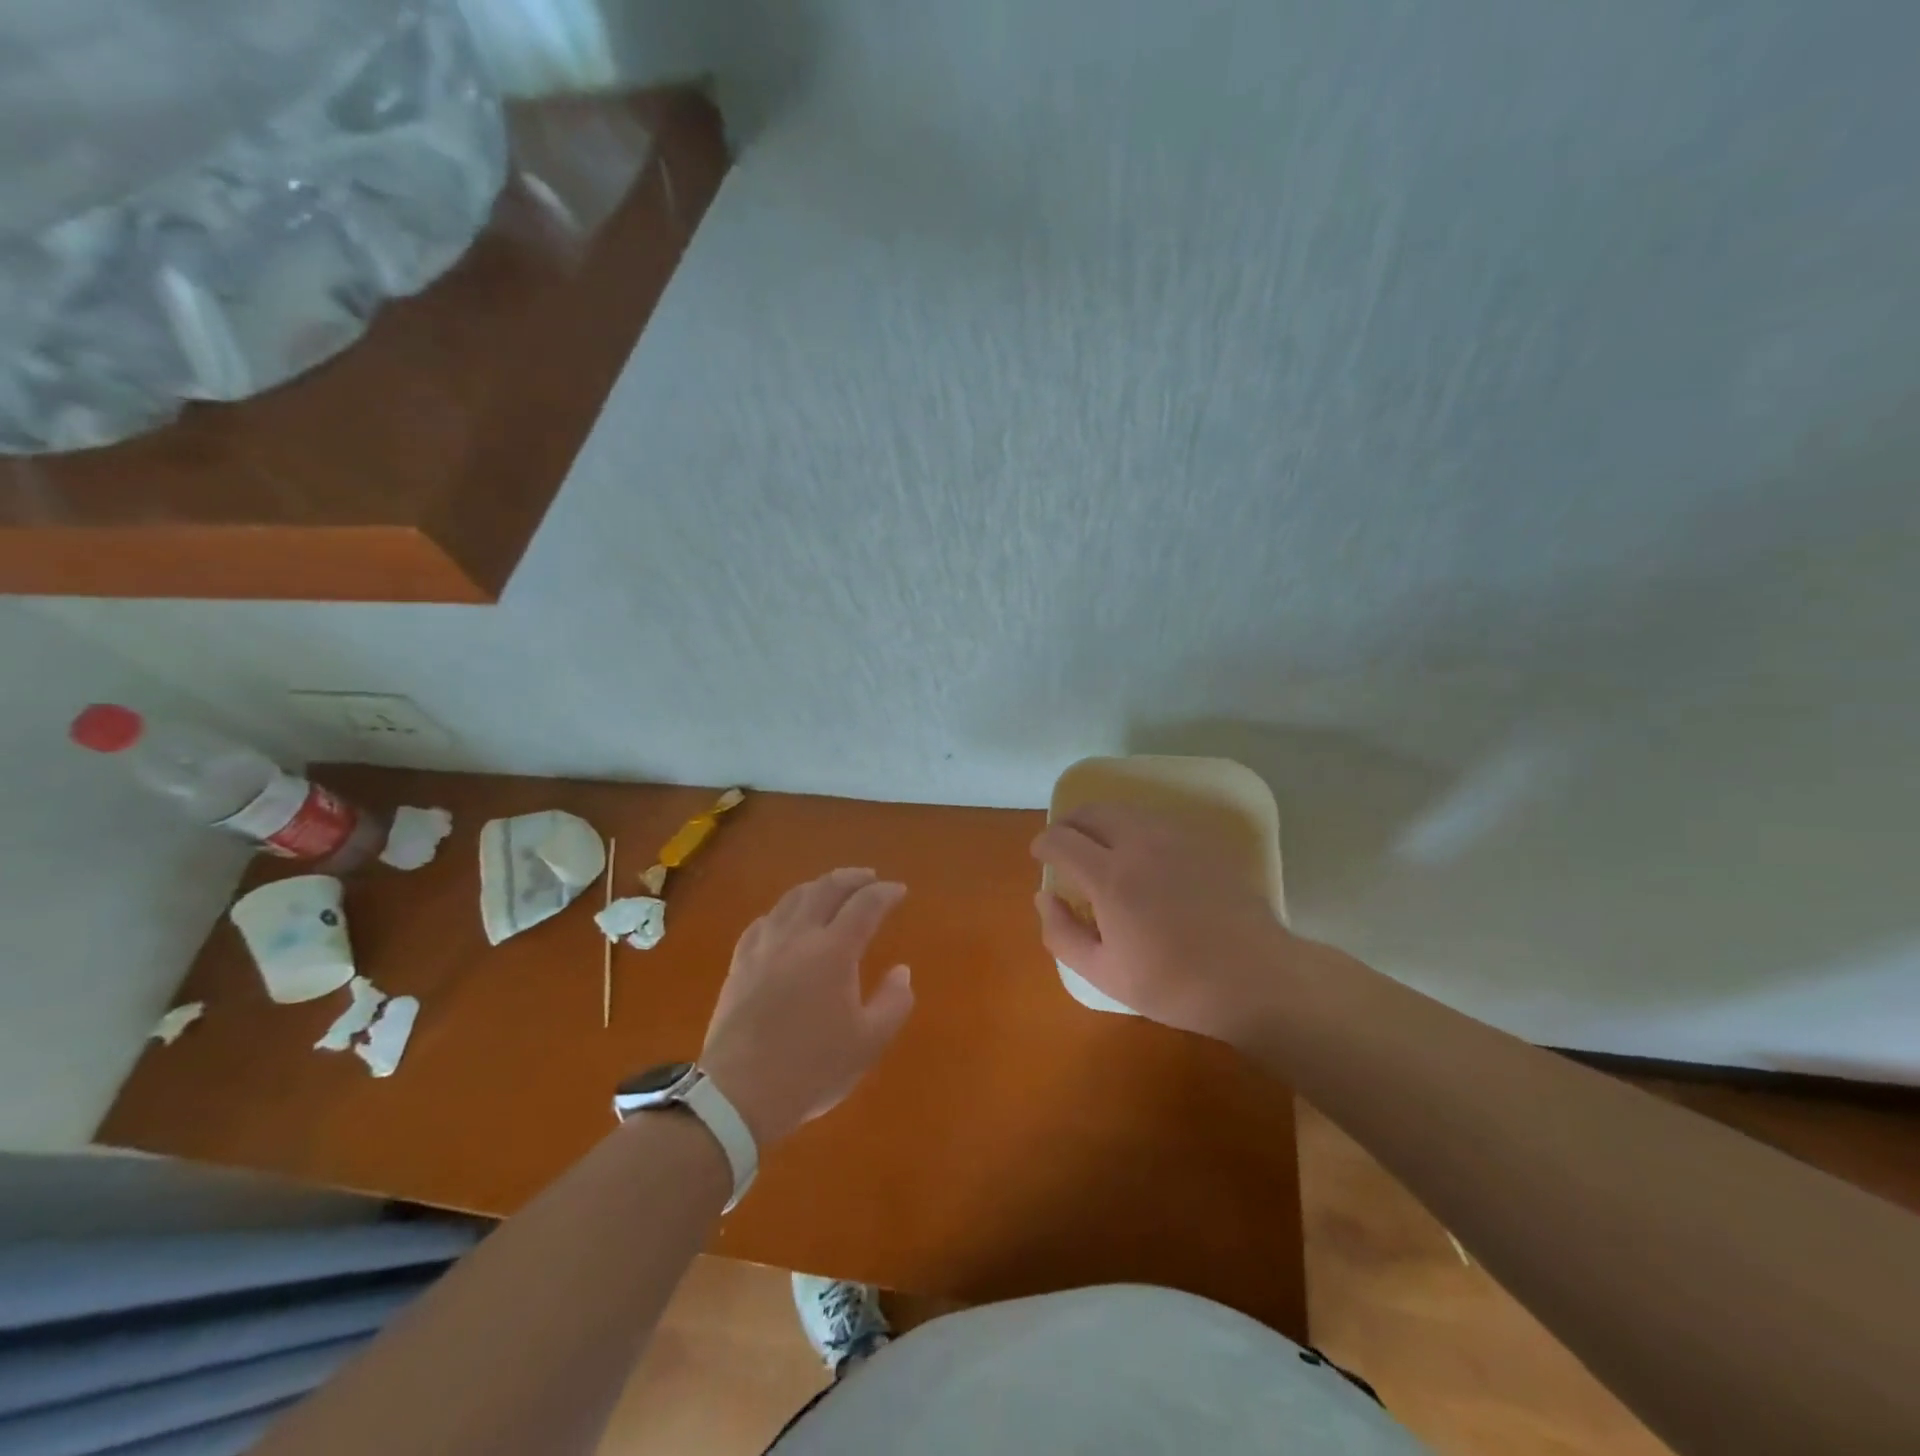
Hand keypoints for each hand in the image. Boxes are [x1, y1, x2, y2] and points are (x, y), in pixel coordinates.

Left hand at [701, 867, 915, 1146]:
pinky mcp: (740, 964)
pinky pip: (764, 921)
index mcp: (833, 951)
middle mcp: (798, 937)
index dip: (885, 893)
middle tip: (869, 877)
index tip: (899, 890)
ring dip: (817, 886)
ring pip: (792, 899)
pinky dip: (784, 910)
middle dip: (851, 878)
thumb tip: (902, 971)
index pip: (865, 905)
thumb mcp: (868, 1043)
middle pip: (826, 889)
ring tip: (831, 888)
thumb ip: (893, 1002)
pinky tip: (785, 918)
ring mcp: (764, 947)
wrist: (738, 1093)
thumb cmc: (811, 1069)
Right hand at [1030, 804, 1300, 1041]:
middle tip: (1064, 846)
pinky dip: (1133, 827)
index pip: (1062, 839)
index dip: (1044, 843)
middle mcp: (1139, 843)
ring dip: (1101, 822)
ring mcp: (1175, 838)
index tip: (1040, 856)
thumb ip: (1062, 933)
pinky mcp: (1202, 842)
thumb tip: (1044, 896)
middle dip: (1069, 824)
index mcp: (1110, 877)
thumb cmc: (1174, 984)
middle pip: (1091, 812)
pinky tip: (1140, 855)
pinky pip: (1155, 820)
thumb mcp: (1104, 973)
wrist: (1255, 977)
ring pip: (1124, 810)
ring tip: (1098, 847)